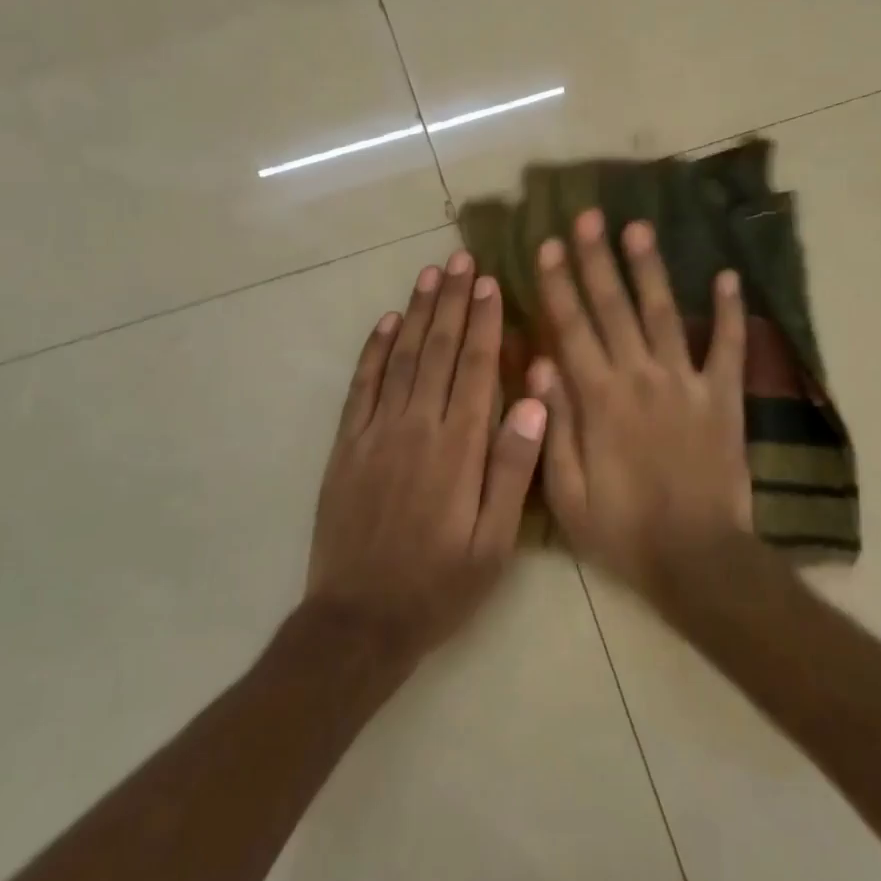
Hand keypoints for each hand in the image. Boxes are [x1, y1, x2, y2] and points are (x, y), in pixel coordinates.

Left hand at [306, 252, 547, 667]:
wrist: (359, 622)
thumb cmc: (440, 585)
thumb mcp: (495, 544)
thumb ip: (514, 469)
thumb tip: (533, 400)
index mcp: (458, 449)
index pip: (474, 368)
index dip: (483, 322)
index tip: (489, 282)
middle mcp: (416, 427)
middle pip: (437, 350)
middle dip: (451, 301)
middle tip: (460, 258)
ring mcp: (376, 433)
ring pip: (400, 358)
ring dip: (417, 312)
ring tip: (429, 273)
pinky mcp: (347, 445)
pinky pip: (361, 385)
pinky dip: (374, 349)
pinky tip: (387, 321)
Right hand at [530, 210, 752, 598]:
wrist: (697, 560)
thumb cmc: (623, 530)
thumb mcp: (567, 491)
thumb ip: (552, 424)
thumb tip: (539, 362)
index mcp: (599, 398)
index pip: (572, 327)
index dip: (559, 284)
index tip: (549, 245)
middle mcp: (640, 377)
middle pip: (614, 307)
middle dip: (598, 259)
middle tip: (589, 217)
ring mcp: (685, 383)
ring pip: (664, 314)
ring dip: (650, 268)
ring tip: (639, 227)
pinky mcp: (723, 397)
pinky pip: (729, 347)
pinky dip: (731, 311)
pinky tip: (728, 277)